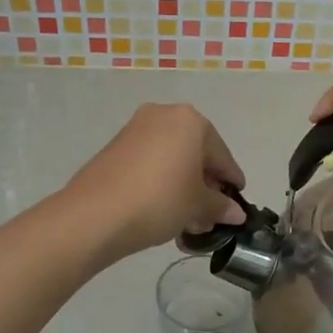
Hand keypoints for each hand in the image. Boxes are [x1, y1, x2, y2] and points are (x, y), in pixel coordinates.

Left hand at [63, 104, 246, 263]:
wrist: (96, 214)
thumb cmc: (160, 200)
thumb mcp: (197, 206)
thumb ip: (220, 206)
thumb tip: (236, 213)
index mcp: (190, 120)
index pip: (221, 155)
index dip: (231, 181)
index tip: (237, 202)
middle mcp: (163, 115)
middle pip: (195, 152)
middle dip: (205, 183)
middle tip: (210, 213)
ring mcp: (135, 129)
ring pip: (171, 158)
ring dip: (183, 185)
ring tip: (187, 217)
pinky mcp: (115, 147)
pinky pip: (150, 162)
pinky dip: (161, 181)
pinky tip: (163, 208)